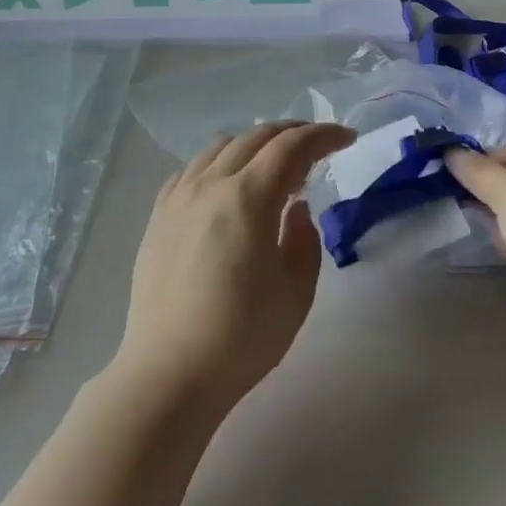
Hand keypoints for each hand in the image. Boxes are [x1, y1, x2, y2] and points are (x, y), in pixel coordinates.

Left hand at [115, 122, 353, 415]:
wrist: (169, 372)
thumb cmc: (242, 336)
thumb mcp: (296, 291)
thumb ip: (304, 239)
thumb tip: (295, 208)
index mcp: (248, 197)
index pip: (291, 147)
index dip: (323, 135)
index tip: (347, 138)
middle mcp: (210, 184)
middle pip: (255, 138)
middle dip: (292, 134)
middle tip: (317, 146)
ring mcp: (179, 197)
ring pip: (220, 148)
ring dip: (254, 145)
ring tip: (273, 164)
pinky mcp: (158, 216)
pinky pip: (192, 170)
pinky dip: (219, 163)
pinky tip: (226, 183)